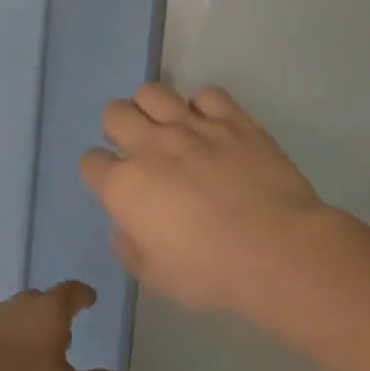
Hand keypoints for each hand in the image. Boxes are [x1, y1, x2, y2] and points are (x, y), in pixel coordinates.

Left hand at [0, 283, 120, 370]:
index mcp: (47, 311)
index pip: (70, 292)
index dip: (82, 295)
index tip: (89, 298)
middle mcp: (16, 308)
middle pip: (39, 302)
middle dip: (52, 315)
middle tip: (64, 334)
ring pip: (13, 320)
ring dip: (27, 334)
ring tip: (37, 359)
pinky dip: (4, 352)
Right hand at [80, 84, 328, 315]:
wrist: (278, 251)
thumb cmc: (212, 273)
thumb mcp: (157, 278)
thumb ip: (131, 249)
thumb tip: (125, 229)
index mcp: (125, 186)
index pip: (91, 162)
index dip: (99, 173)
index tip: (114, 186)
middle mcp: (152, 146)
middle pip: (114, 113)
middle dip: (118, 129)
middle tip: (139, 151)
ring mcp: (193, 127)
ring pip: (153, 92)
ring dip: (153, 108)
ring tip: (168, 129)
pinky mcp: (233, 120)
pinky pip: (207, 95)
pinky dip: (204, 107)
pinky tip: (212, 127)